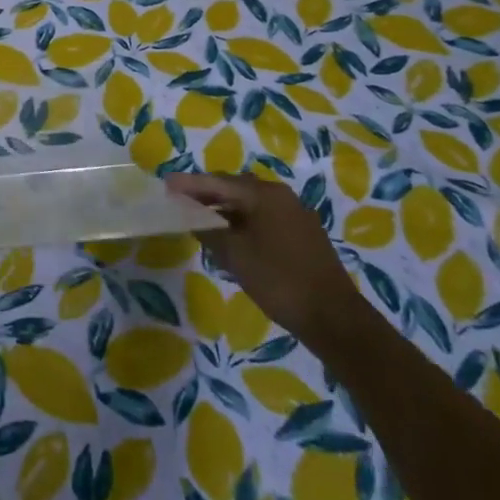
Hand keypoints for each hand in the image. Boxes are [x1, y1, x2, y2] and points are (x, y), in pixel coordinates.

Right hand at [167, 172, 361, 344]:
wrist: (334, 318)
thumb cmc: (278, 280)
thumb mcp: (234, 255)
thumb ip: (208, 230)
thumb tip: (190, 215)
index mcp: (264, 194)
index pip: (217, 181)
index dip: (189, 184)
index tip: (165, 184)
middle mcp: (281, 196)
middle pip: (235, 187)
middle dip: (206, 194)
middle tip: (180, 202)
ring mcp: (295, 214)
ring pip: (250, 204)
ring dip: (225, 209)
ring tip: (200, 220)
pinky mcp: (303, 234)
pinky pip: (264, 218)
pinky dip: (243, 222)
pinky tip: (230, 238)